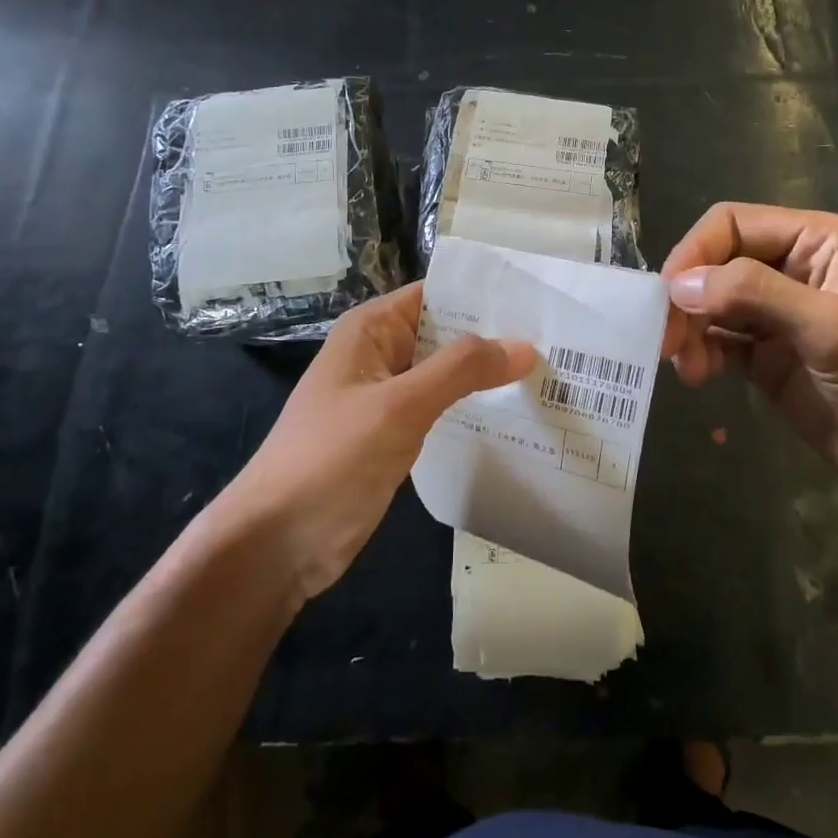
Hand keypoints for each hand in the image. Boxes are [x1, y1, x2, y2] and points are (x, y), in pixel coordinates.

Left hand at [227, 284, 535, 598]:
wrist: (277, 543)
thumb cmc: (330, 459)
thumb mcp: (399, 406)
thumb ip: (461, 370)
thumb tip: (524, 345)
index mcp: (371, 330)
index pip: (437, 294)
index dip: (485, 294)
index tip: (541, 299)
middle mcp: (380, 354)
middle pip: (446, 333)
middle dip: (496, 336)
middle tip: (561, 341)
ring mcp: (387, 397)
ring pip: (446, 373)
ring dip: (487, 374)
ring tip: (550, 373)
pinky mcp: (394, 435)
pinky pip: (441, 408)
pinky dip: (472, 407)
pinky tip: (515, 414)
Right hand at [662, 203, 837, 517]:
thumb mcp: (834, 327)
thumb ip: (755, 295)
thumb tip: (678, 283)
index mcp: (818, 242)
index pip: (733, 224)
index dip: (694, 253)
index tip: (666, 297)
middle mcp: (794, 271)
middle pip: (716, 264)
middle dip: (687, 297)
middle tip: (666, 341)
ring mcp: (781, 318)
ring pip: (712, 304)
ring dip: (690, 329)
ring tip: (686, 368)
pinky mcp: (770, 360)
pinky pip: (720, 343)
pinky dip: (700, 354)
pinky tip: (697, 377)